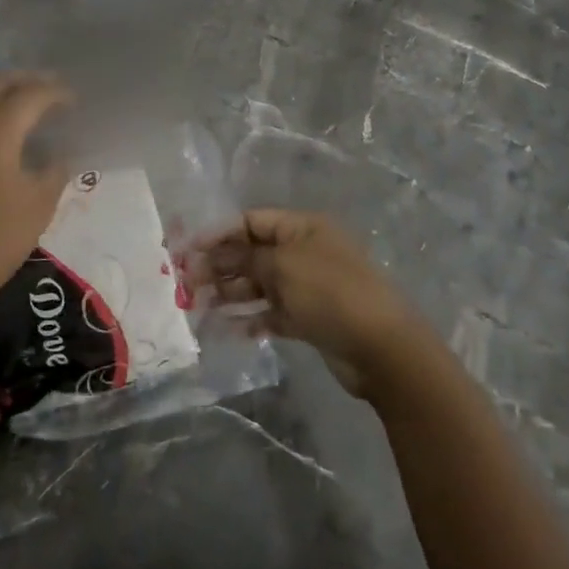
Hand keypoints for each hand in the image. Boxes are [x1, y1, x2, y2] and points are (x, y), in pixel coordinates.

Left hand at [0, 73, 72, 345]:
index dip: (55, 92)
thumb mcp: (40, 205)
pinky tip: (3, 137)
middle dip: (23, 80)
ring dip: (1, 94)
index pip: (29, 95)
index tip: (74, 99)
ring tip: (28, 108)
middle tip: (49, 89)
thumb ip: (55, 169)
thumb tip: (61, 153)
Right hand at [205, 209, 427, 397]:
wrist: (382, 347)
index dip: (218, 233)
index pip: (251, 221)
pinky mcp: (309, 318)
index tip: (188, 251)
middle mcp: (303, 252)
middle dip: (220, 265)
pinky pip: (272, 313)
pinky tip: (228, 329)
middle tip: (187, 283)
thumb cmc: (330, 292)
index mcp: (302, 228)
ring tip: (199, 306)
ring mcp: (307, 286)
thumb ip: (247, 259)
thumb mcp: (283, 267)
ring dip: (230, 293)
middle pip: (252, 253)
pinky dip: (251, 319)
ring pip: (259, 285)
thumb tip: (218, 256)